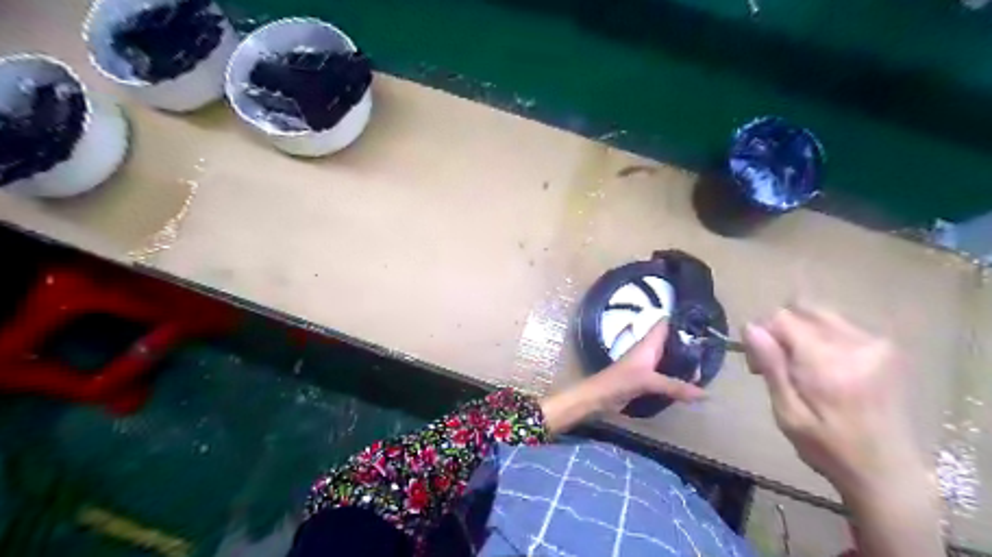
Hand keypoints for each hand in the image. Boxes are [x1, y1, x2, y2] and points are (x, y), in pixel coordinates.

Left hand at [541, 319, 704, 435]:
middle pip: (672, 341)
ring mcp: (648, 364)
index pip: (666, 323)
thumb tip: (705, 394)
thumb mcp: (649, 382)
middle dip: (689, 345)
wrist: (599, 397)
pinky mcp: (647, 378)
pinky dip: (678, 376)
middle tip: (712, 351)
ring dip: (685, 362)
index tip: (703, 320)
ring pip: (671, 358)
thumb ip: (675, 387)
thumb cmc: (620, 381)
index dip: (681, 319)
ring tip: (707, 368)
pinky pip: (667, 373)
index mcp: (649, 343)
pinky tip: (691, 383)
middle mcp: (650, 350)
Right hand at [744, 305, 922, 500]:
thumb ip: (771, 366)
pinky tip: (823, 368)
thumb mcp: (788, 413)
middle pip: (802, 308)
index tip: (758, 365)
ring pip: (820, 314)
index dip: (762, 334)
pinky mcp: (886, 348)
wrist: (888, 472)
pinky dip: (821, 338)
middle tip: (778, 363)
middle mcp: (856, 344)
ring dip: (801, 332)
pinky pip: (839, 325)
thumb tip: (750, 327)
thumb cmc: (828, 448)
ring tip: (800, 366)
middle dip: (781, 329)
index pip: (782, 318)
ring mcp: (876, 344)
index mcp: (828, 363)